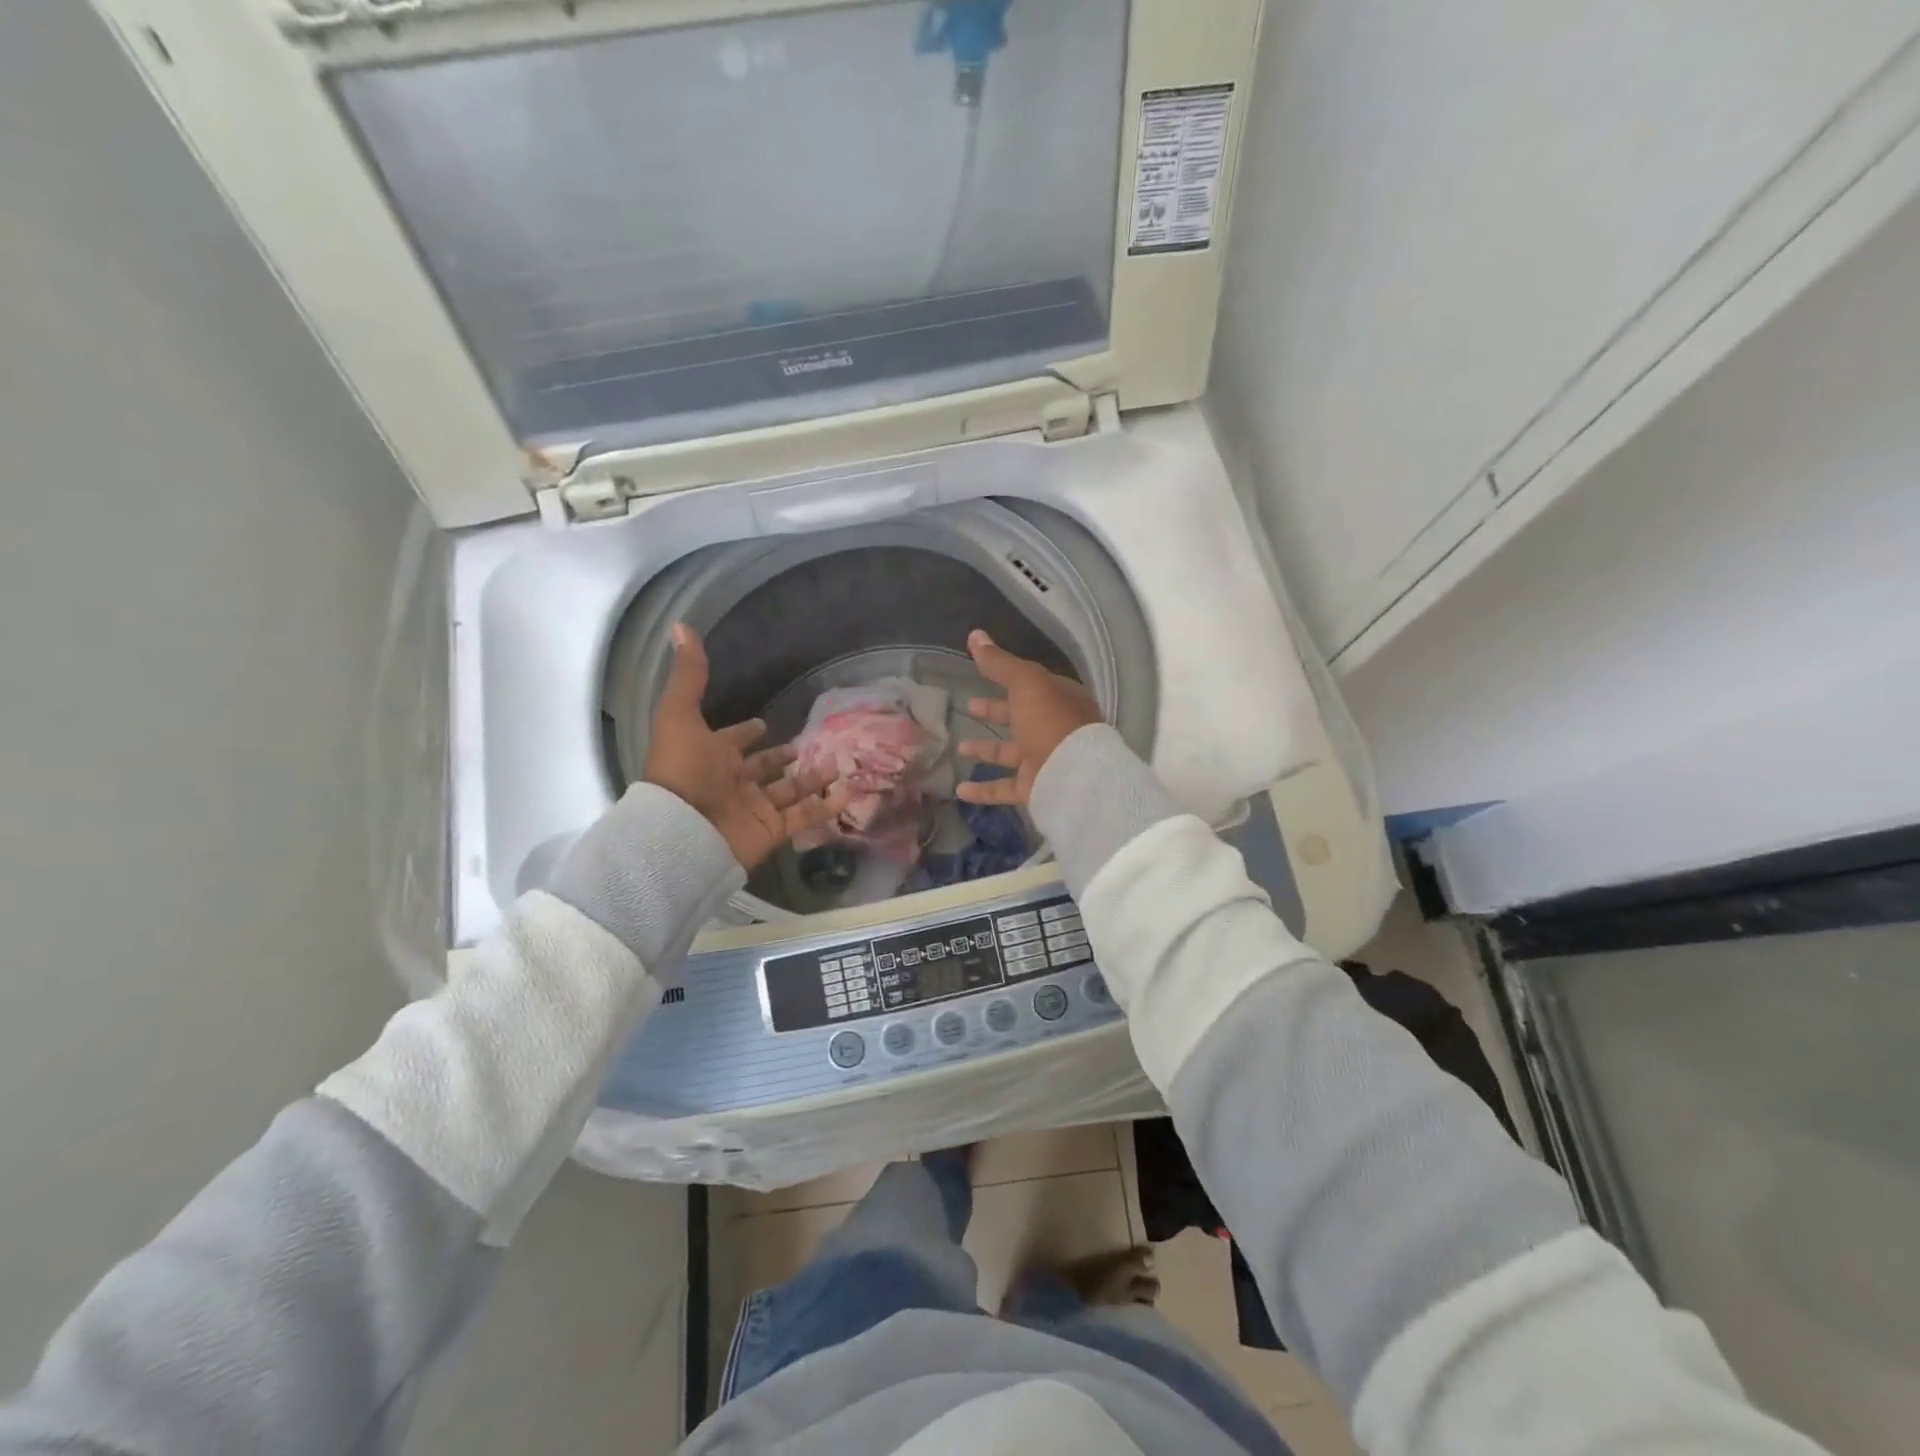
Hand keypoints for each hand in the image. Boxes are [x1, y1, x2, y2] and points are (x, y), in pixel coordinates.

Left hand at [644, 624, 847, 869]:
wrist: (683, 831)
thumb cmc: (683, 770)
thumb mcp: (681, 715)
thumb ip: (690, 676)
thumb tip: (681, 626)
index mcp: (712, 756)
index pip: (735, 741)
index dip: (747, 732)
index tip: (764, 723)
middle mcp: (734, 782)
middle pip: (765, 766)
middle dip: (784, 755)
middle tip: (811, 742)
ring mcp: (754, 808)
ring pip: (789, 790)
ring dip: (812, 777)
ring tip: (837, 762)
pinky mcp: (772, 831)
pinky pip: (804, 817)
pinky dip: (826, 807)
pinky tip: (848, 791)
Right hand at [956, 630, 1103, 805]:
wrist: (1074, 776)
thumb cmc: (1051, 721)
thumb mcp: (1024, 682)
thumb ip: (999, 662)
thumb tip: (975, 634)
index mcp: (1060, 699)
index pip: (1031, 685)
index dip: (1007, 679)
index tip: (982, 675)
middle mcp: (1055, 729)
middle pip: (1020, 717)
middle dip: (995, 711)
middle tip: (969, 707)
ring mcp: (1047, 761)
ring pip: (1011, 753)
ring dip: (985, 750)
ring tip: (959, 748)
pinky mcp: (1037, 789)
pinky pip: (1005, 788)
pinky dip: (983, 790)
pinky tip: (961, 790)